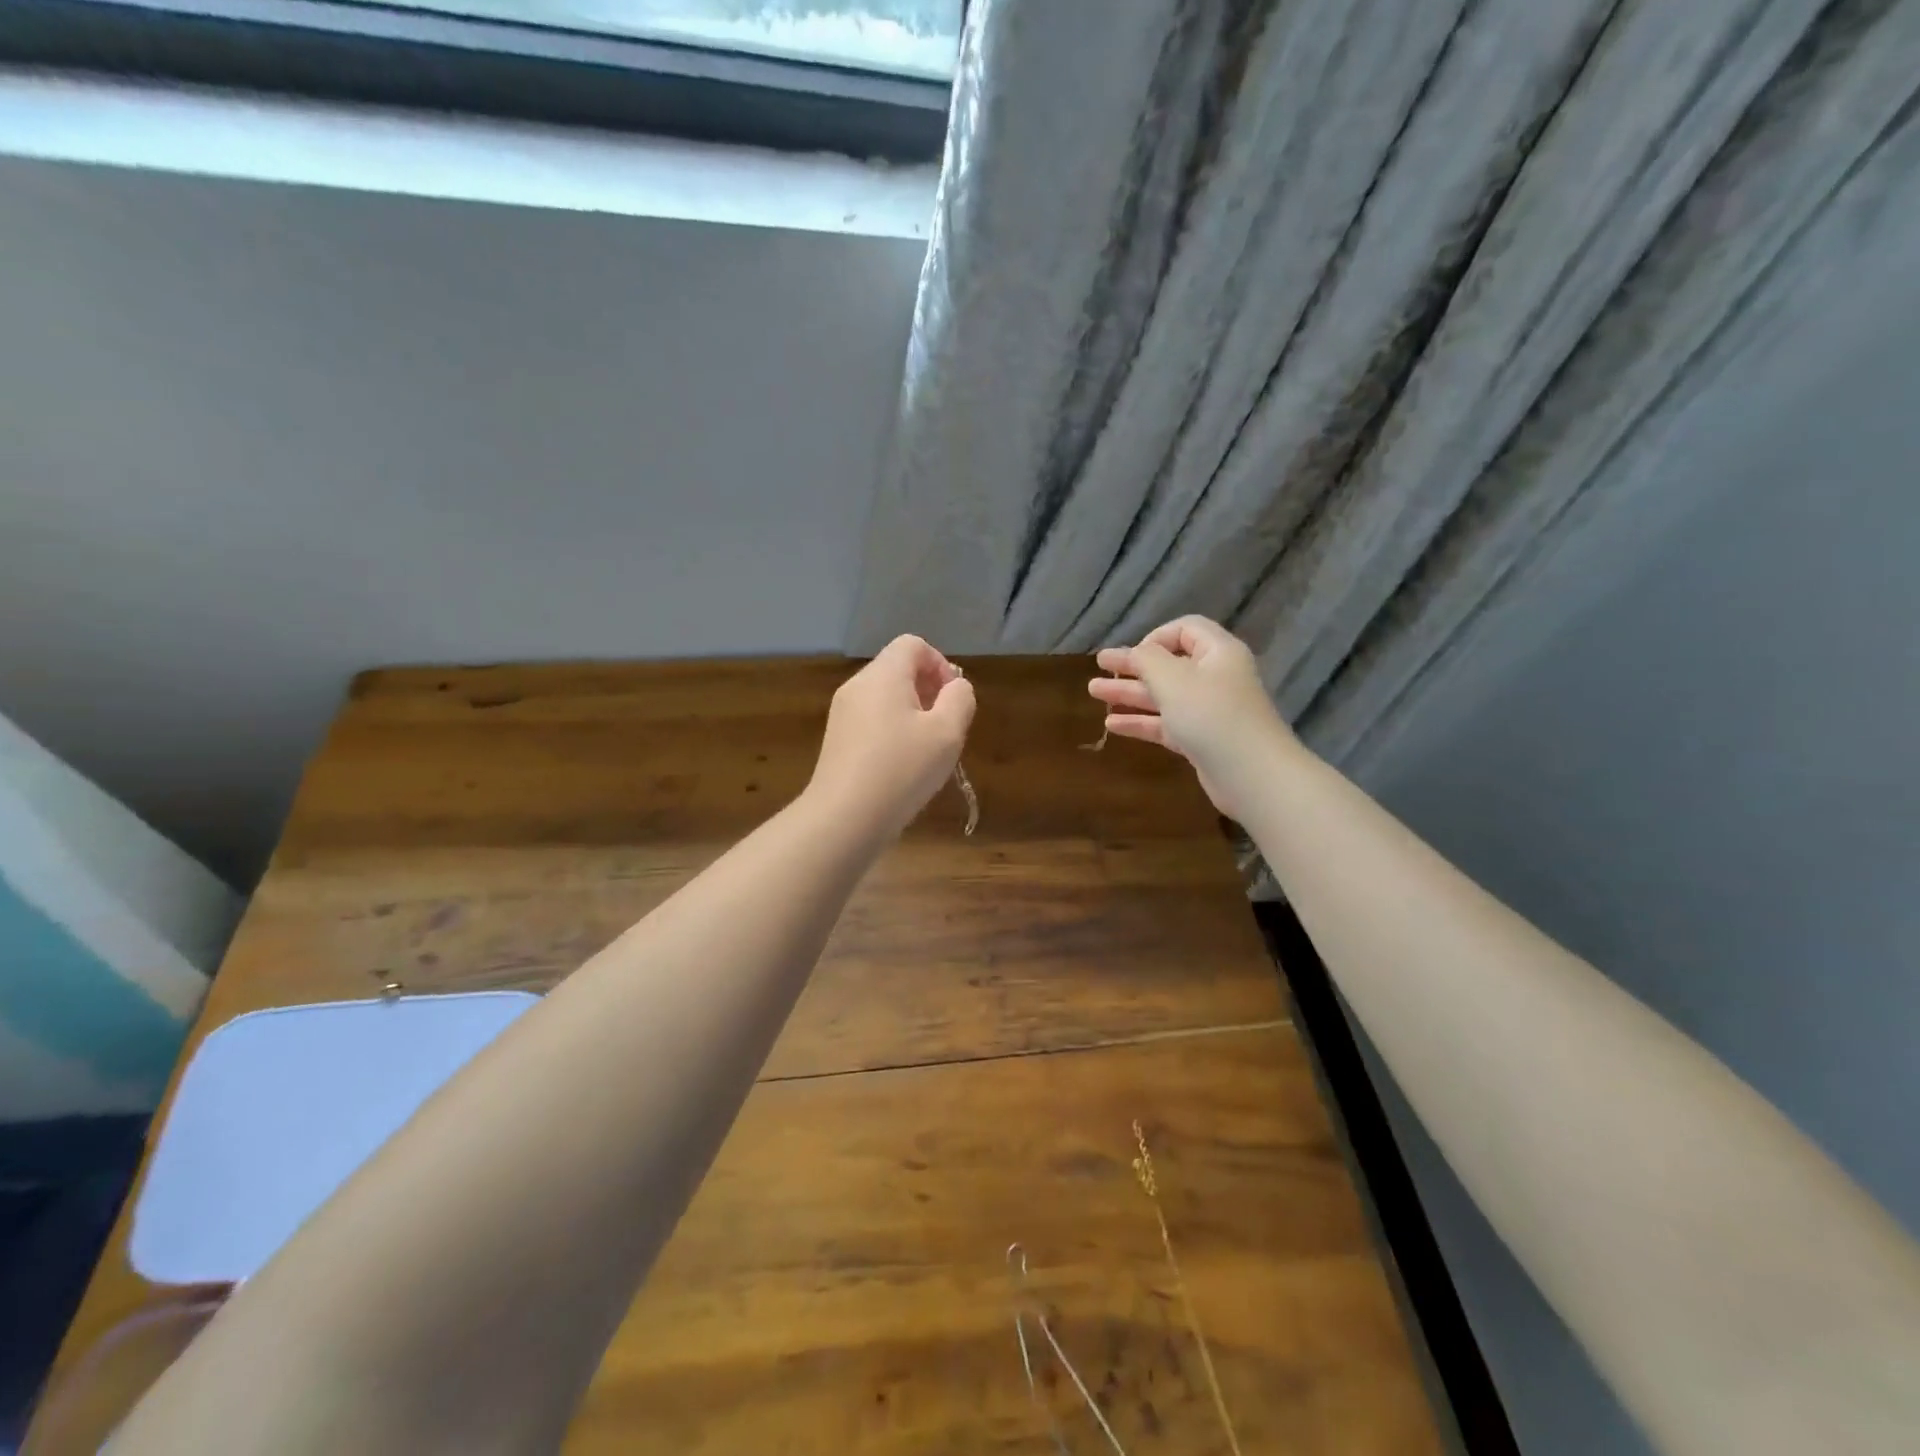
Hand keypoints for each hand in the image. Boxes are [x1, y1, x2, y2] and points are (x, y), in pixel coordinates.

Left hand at [810, 635, 975, 838]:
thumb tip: (955, 687)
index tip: (953, 700)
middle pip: (898, 669)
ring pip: (886, 698)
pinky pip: (872, 721)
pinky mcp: (838, 741)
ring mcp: (843, 714)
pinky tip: (904, 766)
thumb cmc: (901, 770)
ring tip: (927, 750)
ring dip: (913, 714)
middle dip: (928, 691)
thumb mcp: (947, 733)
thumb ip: (960, 700)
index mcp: (883, 675)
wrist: (844, 819)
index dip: (940, 664)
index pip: (913, 645)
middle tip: (945, 727)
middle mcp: (857, 686)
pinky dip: (893, 732)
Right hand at [1090, 616, 1292, 818]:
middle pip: (1169, 664)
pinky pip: (1166, 724)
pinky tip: (1112, 725)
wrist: (1252, 775)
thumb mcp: (1172, 678)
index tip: (1132, 656)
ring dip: (1130, 693)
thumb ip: (1147, 659)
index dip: (1155, 637)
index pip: (1185, 630)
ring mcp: (1209, 711)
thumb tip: (1136, 653)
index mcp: (1218, 653)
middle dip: (1132, 666)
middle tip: (1099, 667)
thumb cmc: (1211, 715)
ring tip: (1094, 693)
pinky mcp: (1202, 740)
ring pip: (1164, 695)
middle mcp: (1216, 677)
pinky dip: (1141, 722)